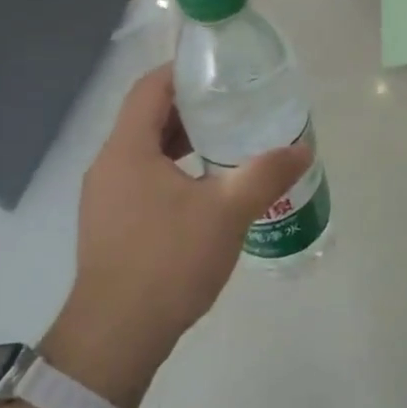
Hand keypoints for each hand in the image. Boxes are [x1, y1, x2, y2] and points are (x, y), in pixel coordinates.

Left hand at [44, 65, 311, 407]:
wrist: (116, 335)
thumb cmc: (168, 261)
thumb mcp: (227, 213)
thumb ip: (265, 175)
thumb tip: (302, 149)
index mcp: (127, 149)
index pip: (150, 88)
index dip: (183, 72)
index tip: (221, 72)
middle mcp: (108, 165)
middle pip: (147, 118)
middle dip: (190, 109)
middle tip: (234, 107)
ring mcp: (104, 198)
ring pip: (145, 152)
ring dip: (182, 143)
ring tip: (226, 145)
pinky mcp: (110, 224)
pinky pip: (142, 179)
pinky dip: (172, 171)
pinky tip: (205, 191)